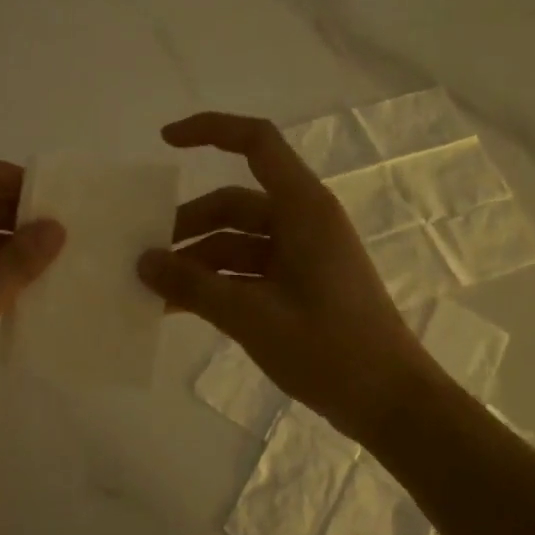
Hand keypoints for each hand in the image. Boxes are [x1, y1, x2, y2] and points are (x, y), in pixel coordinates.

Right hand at [137, 113, 445, 445]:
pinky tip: (178, 308)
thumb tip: (142, 262)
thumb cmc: (330, 349)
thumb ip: (193, 286)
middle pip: (233, 204)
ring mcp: (301, 257)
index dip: (211, 130)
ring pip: (235, 242)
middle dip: (187, 224)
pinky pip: (245, 272)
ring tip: (152, 289)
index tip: (165, 142)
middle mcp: (301, 223)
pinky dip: (214, 284)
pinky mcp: (297, 287)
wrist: (391, 404)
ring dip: (195, 260)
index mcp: (303, 210)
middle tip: (143, 254)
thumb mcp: (252, 316)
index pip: (257, 143)